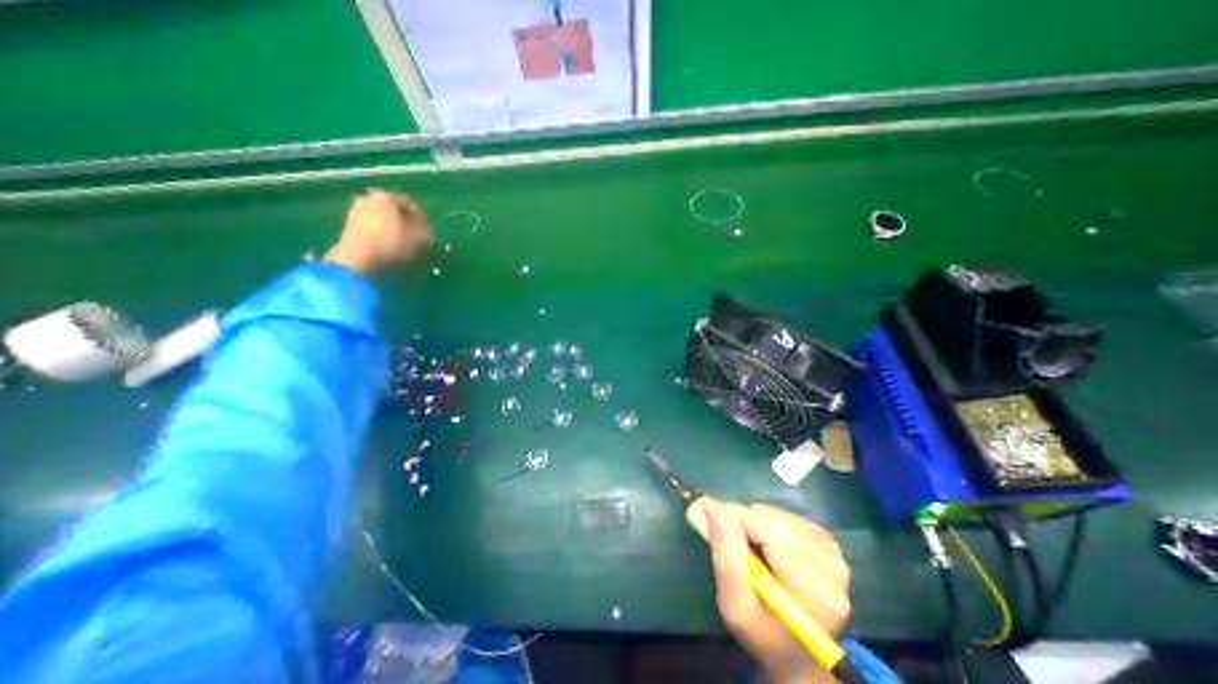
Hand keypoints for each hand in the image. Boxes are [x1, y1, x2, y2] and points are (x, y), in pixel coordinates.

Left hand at [323, 191, 431, 275]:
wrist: (358, 260)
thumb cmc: (393, 245)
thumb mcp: (419, 236)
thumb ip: (423, 223)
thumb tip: (420, 218)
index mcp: (386, 197)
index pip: (409, 203)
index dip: (419, 218)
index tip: (425, 231)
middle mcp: (368, 198)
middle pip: (392, 209)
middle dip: (402, 220)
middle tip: (412, 236)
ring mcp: (355, 211)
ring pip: (380, 217)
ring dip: (389, 227)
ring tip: (399, 244)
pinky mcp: (347, 226)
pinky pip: (370, 227)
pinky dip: (378, 234)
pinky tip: (385, 247)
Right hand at [705, 500, 849, 683]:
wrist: (796, 654)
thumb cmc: (762, 635)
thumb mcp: (735, 609)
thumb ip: (727, 559)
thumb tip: (712, 508)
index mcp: (815, 594)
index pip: (772, 534)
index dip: (737, 516)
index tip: (706, 509)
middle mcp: (832, 570)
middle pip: (776, 522)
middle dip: (742, 519)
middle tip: (718, 525)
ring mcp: (833, 555)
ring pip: (780, 516)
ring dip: (754, 520)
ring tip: (743, 541)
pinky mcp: (828, 544)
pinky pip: (788, 517)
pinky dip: (767, 521)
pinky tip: (763, 541)